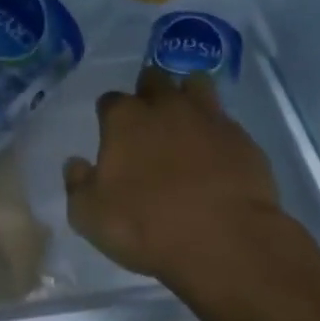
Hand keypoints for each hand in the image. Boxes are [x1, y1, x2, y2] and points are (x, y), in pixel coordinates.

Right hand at [64, 66, 291, 291]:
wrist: (225, 240)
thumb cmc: (147, 225)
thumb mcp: (90, 215)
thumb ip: (78, 183)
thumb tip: (76, 164)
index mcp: (124, 118)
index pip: (110, 100)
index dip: (110, 116)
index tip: (113, 136)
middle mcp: (165, 106)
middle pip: (153, 80)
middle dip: (149, 93)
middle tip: (149, 122)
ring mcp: (208, 117)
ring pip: (195, 85)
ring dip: (188, 96)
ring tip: (186, 123)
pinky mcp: (242, 138)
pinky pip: (226, 122)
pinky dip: (218, 133)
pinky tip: (218, 156)